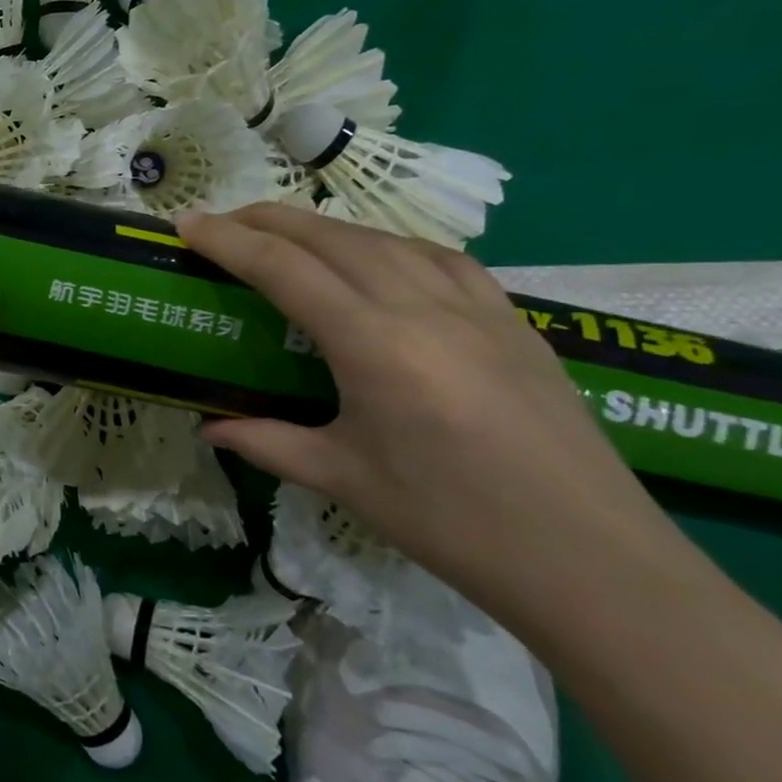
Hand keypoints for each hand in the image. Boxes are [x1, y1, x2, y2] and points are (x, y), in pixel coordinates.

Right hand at [176, 204, 666, 602]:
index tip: (187, 225)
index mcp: (373, 344)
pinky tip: (379, 260)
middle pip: (330, 236)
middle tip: (222, 223)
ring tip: (287, 236)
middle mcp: (422, 307)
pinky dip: (390, 244)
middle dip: (267, 219)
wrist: (594, 562)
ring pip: (384, 238)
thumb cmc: (452, 524)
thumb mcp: (344, 479)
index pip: (283, 268)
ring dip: (325, 227)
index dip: (228, 240)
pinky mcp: (514, 320)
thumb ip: (267, 442)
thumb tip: (210, 427)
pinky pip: (440, 258)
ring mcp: (477, 308)